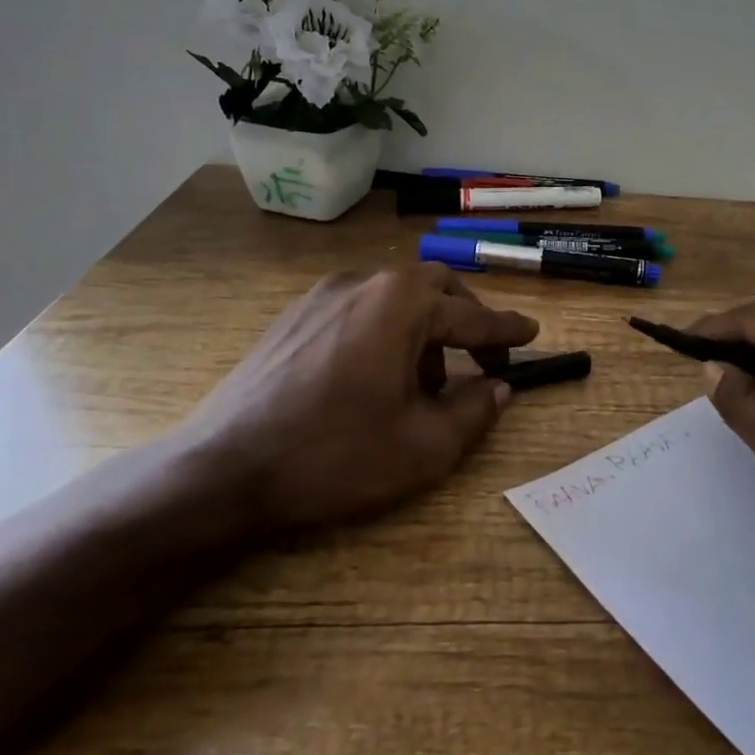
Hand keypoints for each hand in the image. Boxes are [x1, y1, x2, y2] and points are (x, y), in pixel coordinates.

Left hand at [178, 265, 538, 532]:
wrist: (222, 470)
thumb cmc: (335, 455)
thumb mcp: (423, 447)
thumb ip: (474, 411)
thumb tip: (499, 388)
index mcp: (401, 304)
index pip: (471, 314)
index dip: (506, 330)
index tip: (532, 333)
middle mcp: (363, 284)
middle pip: (434, 288)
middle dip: (466, 320)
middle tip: (483, 357)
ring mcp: (321, 296)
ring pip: (394, 298)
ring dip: (424, 329)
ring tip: (425, 383)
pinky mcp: (293, 317)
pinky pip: (358, 310)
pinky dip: (385, 332)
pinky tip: (375, 378)